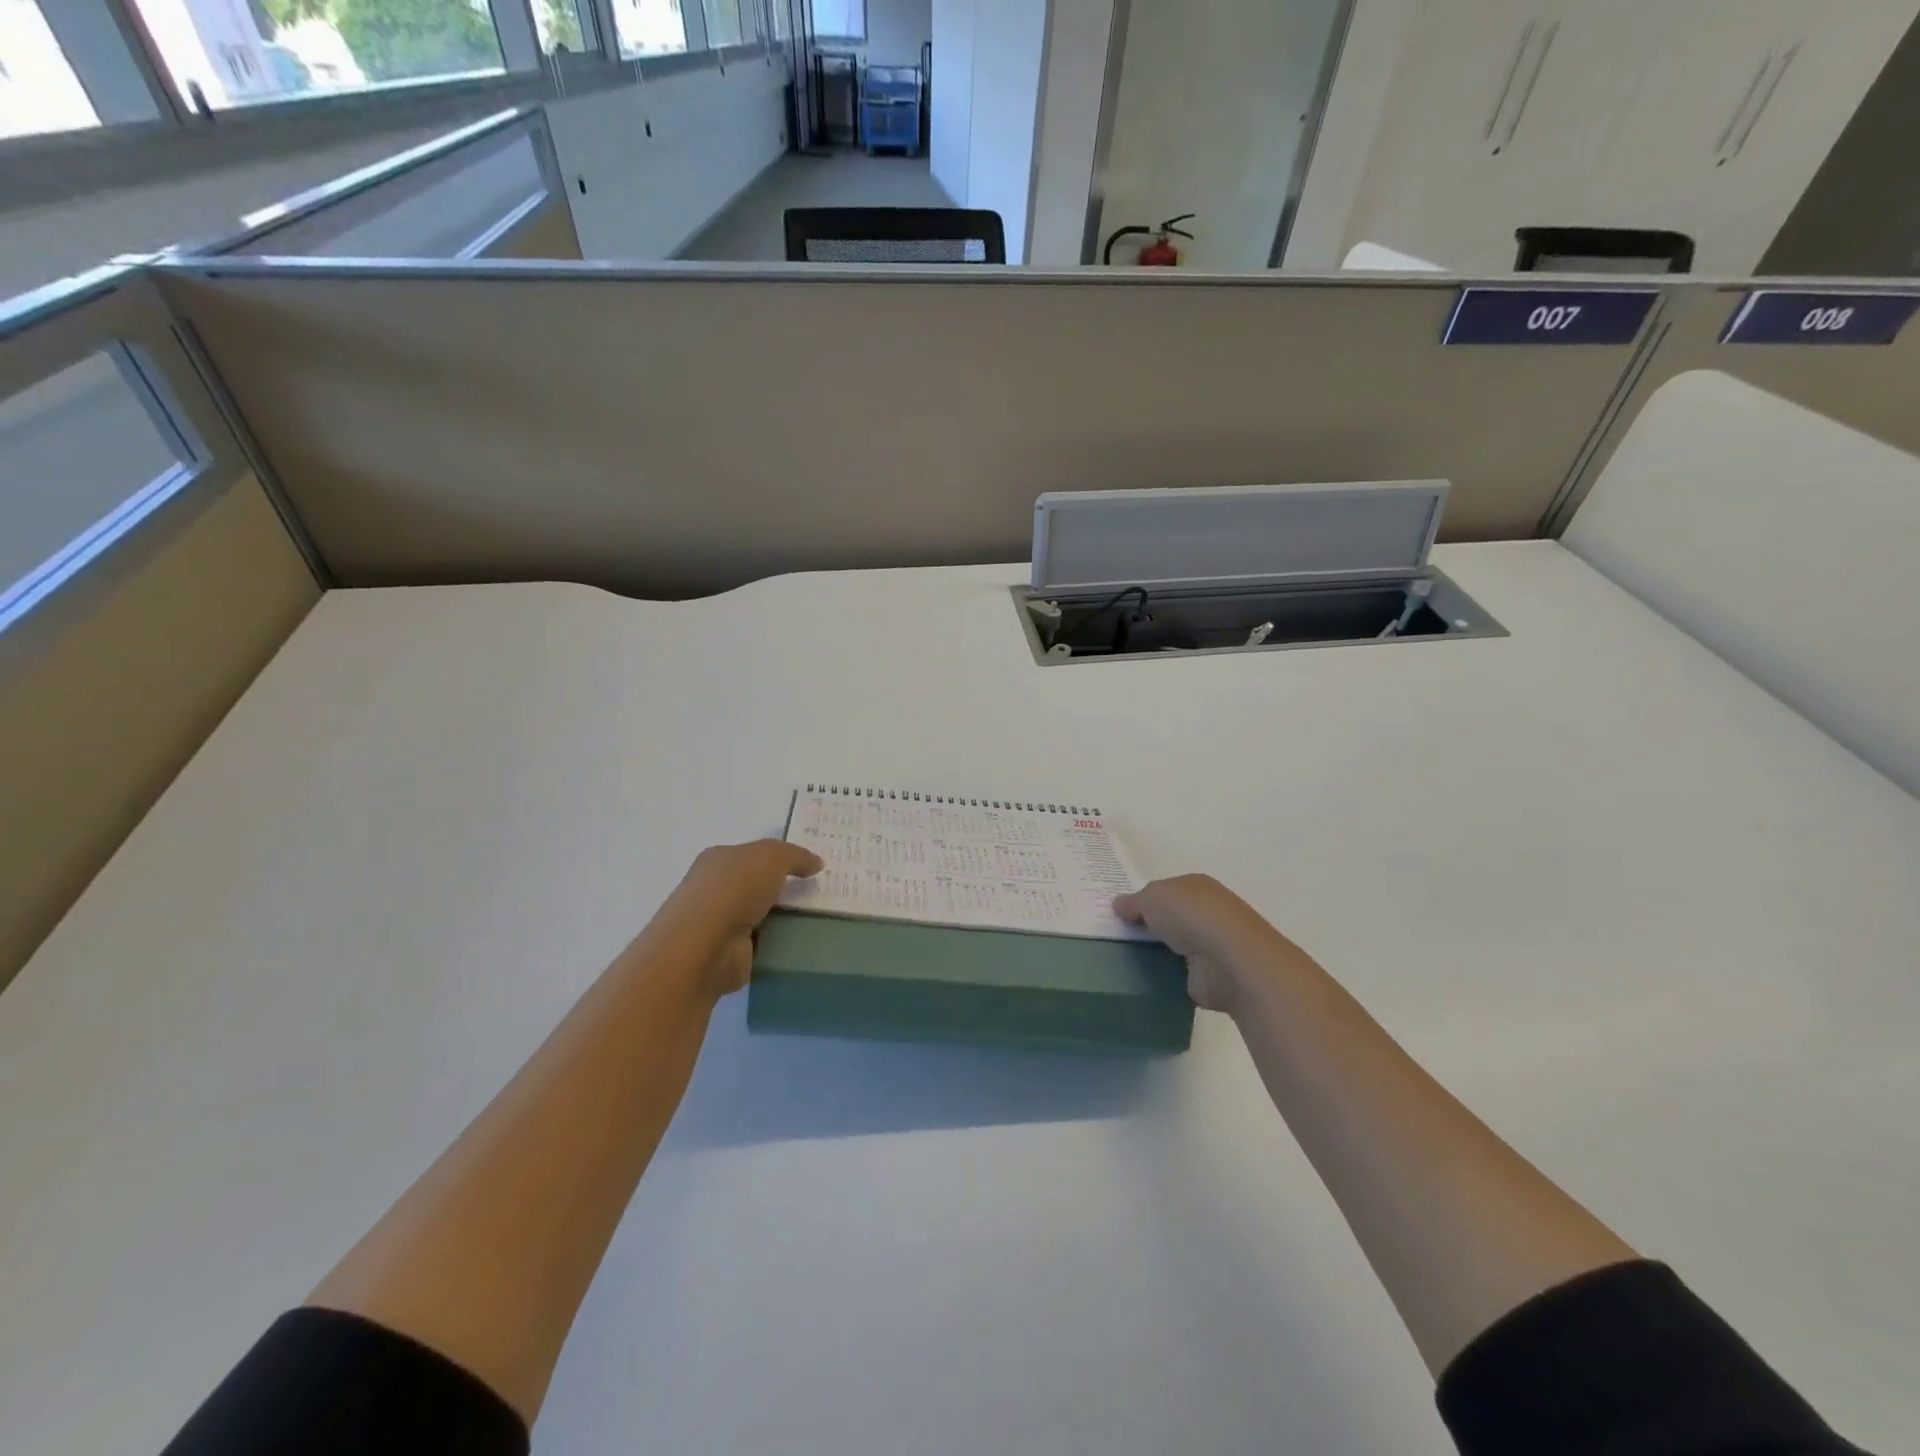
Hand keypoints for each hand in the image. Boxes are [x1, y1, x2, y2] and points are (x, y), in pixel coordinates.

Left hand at [645, 841, 822, 999]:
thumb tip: (815, 864)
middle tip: (820, 892)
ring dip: (782, 919)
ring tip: (818, 919)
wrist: (704, 947)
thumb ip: (795, 856)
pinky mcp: (729, 955)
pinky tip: (800, 942)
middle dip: (783, 889)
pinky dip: (777, 944)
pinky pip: (762, 944)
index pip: (752, 854)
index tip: (811, 866)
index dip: (780, 857)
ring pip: (760, 915)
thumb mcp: (771, 857)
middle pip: (756, 885)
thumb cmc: (733, 890)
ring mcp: (719, 925)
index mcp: (718, 860)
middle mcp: (715, 890)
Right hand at [1113, 874, 1304, 1012]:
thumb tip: (1119, 905)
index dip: (1143, 899)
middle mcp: (1207, 913)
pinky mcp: (1209, 976)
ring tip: (1123, 958)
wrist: (1230, 961)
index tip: (1119, 913)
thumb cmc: (1191, 916)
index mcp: (1197, 887)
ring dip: (1157, 951)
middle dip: (1148, 926)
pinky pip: (1178, 973)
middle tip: (1117, 935)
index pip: (1166, 890)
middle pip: (1170, 918)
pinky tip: (1143, 978)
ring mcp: (1210, 946)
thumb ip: (1134, 902)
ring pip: (1174, 945)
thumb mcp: (1152, 897)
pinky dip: (1164, 975)